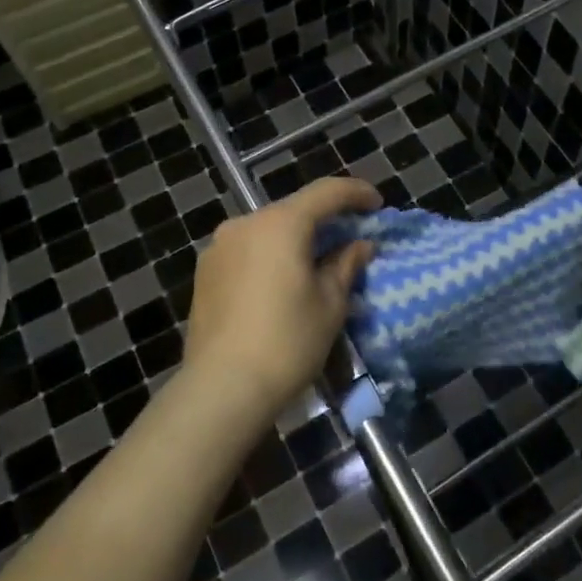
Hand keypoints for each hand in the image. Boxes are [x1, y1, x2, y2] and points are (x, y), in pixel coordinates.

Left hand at [183, 177, 379, 423]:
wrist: (222, 388)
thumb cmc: (287, 342)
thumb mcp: (330, 304)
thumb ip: (346, 265)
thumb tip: (360, 245)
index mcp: (280, 223)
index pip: (326, 192)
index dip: (356, 193)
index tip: (377, 204)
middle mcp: (245, 224)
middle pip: (294, 210)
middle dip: (325, 220)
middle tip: (350, 239)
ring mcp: (219, 247)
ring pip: (268, 231)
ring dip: (295, 240)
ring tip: (316, 265)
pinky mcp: (204, 273)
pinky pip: (247, 252)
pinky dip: (270, 257)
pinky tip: (281, 284)